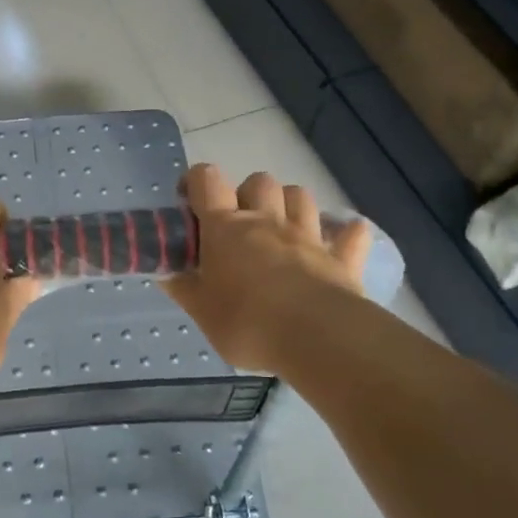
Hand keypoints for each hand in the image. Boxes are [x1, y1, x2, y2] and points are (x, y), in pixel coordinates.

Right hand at [162, 164, 370, 373]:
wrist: (317, 338)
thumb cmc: (247, 323)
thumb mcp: (201, 312)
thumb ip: (184, 288)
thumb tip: (166, 274)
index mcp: (226, 227)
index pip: (206, 180)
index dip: (195, 181)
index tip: (189, 201)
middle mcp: (267, 220)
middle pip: (258, 181)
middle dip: (247, 193)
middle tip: (238, 223)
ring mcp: (308, 236)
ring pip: (300, 196)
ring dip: (290, 203)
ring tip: (281, 226)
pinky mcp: (341, 258)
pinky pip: (351, 234)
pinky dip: (346, 233)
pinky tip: (341, 239)